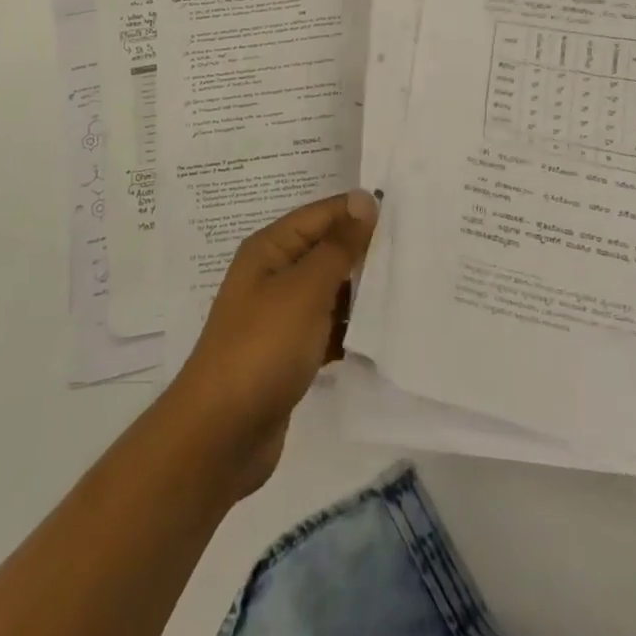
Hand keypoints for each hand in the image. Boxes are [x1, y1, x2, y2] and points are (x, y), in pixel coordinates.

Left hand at [165, 190, 378, 500]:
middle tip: (415, 251)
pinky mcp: (289, 353)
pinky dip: (350, 330)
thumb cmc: (262, 348)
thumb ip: (338, 246)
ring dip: (361, 292)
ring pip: (329, 291)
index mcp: (270, 249)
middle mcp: (273, 275)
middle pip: (326, 250)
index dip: (359, 211)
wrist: (220, 436)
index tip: (407, 212)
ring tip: (409, 289)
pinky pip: (327, 328)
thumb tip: (364, 199)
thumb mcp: (305, 290)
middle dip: (365, 251)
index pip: (321, 214)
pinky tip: (383, 336)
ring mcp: (280, 316)